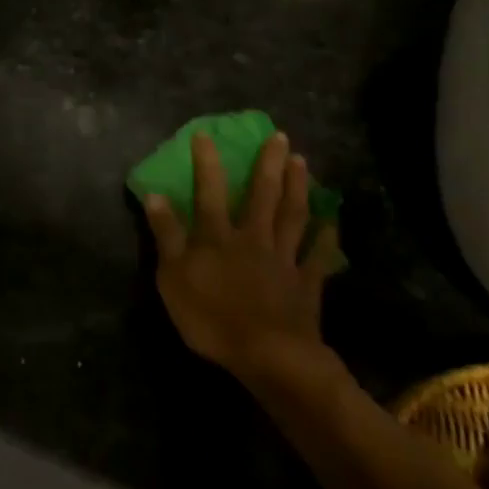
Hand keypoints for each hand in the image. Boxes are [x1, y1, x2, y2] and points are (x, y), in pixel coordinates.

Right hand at [142, 132, 340, 390]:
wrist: (269, 355)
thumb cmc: (211, 317)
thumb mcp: (172, 277)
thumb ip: (166, 235)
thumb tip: (155, 195)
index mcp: (217, 236)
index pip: (208, 191)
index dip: (206, 162)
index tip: (206, 134)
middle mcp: (252, 238)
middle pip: (262, 195)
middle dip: (269, 165)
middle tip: (280, 137)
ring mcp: (283, 259)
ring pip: (293, 216)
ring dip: (298, 188)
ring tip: (303, 162)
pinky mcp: (306, 284)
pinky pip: (318, 256)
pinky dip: (327, 238)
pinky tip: (332, 221)